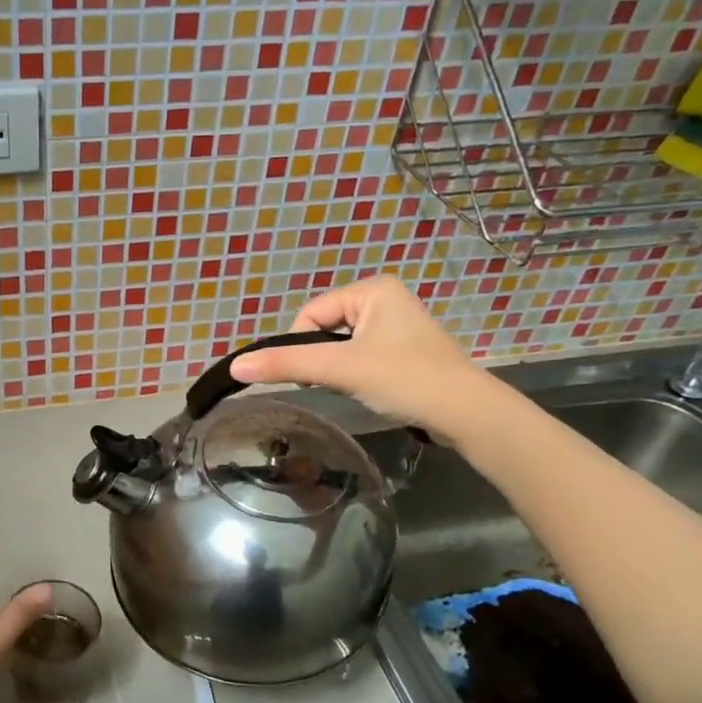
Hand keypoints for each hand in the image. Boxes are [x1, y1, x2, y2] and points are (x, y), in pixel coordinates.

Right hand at [228, 275, 498, 443]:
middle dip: (323, 359)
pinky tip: (373, 390)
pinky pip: (361, 356)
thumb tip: (235, 366)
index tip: (317, 375)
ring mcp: (397, 325)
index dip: (303, 348)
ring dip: (339, 369)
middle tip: (341, 382)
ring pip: (341, 346)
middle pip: (324, 329)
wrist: (466, 414)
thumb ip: (286, 365)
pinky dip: (357, 375)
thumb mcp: (340, 369)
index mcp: (372, 289)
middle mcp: (385, 298)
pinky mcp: (404, 350)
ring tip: (359, 387)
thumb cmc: (404, 379)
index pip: (310, 315)